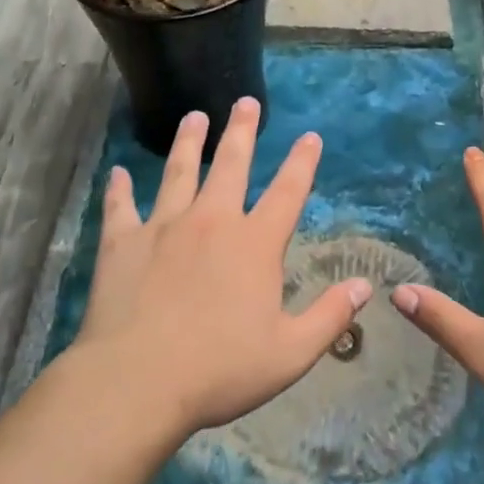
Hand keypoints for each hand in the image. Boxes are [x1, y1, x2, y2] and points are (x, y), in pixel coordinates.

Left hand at [70, 97, 370, 434]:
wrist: (138, 381)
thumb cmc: (220, 369)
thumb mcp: (290, 352)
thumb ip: (330, 315)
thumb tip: (365, 286)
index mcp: (255, 243)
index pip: (287, 191)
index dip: (302, 162)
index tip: (310, 136)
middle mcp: (212, 220)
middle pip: (230, 164)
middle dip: (241, 130)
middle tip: (245, 102)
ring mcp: (164, 226)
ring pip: (178, 171)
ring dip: (187, 142)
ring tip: (193, 117)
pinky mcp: (123, 242)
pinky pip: (121, 206)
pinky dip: (119, 188)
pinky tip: (117, 173)